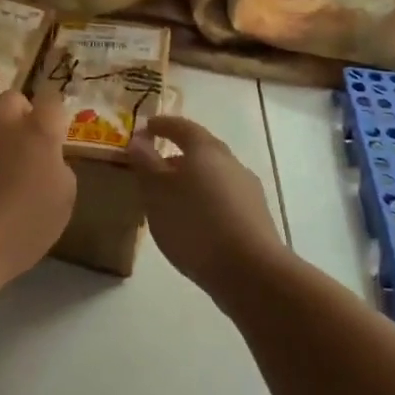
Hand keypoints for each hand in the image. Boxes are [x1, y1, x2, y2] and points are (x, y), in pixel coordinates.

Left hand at [0, 89, 75, 284]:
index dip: (56, 119)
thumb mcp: (63, 200)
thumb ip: (59, 167)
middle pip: (14, 100)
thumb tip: (47, 158)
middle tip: (27, 147)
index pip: (53, 102)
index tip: (57, 139)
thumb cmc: (21, 226)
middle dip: (22, 116)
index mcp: (37, 128)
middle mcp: (1, 119)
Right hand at [128, 115, 286, 298]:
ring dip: (193, 180)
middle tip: (155, 167)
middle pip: (201, 150)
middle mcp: (230, 161)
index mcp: (205, 149)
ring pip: (214, 175)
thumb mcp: (157, 192)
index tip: (146, 128)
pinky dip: (206, 201)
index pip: (181, 126)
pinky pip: (224, 198)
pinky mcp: (256, 215)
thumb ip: (146, 163)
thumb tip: (138, 140)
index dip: (162, 125)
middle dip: (177, 155)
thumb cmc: (194, 224)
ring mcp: (247, 188)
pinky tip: (196, 222)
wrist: (250, 270)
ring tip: (171, 200)